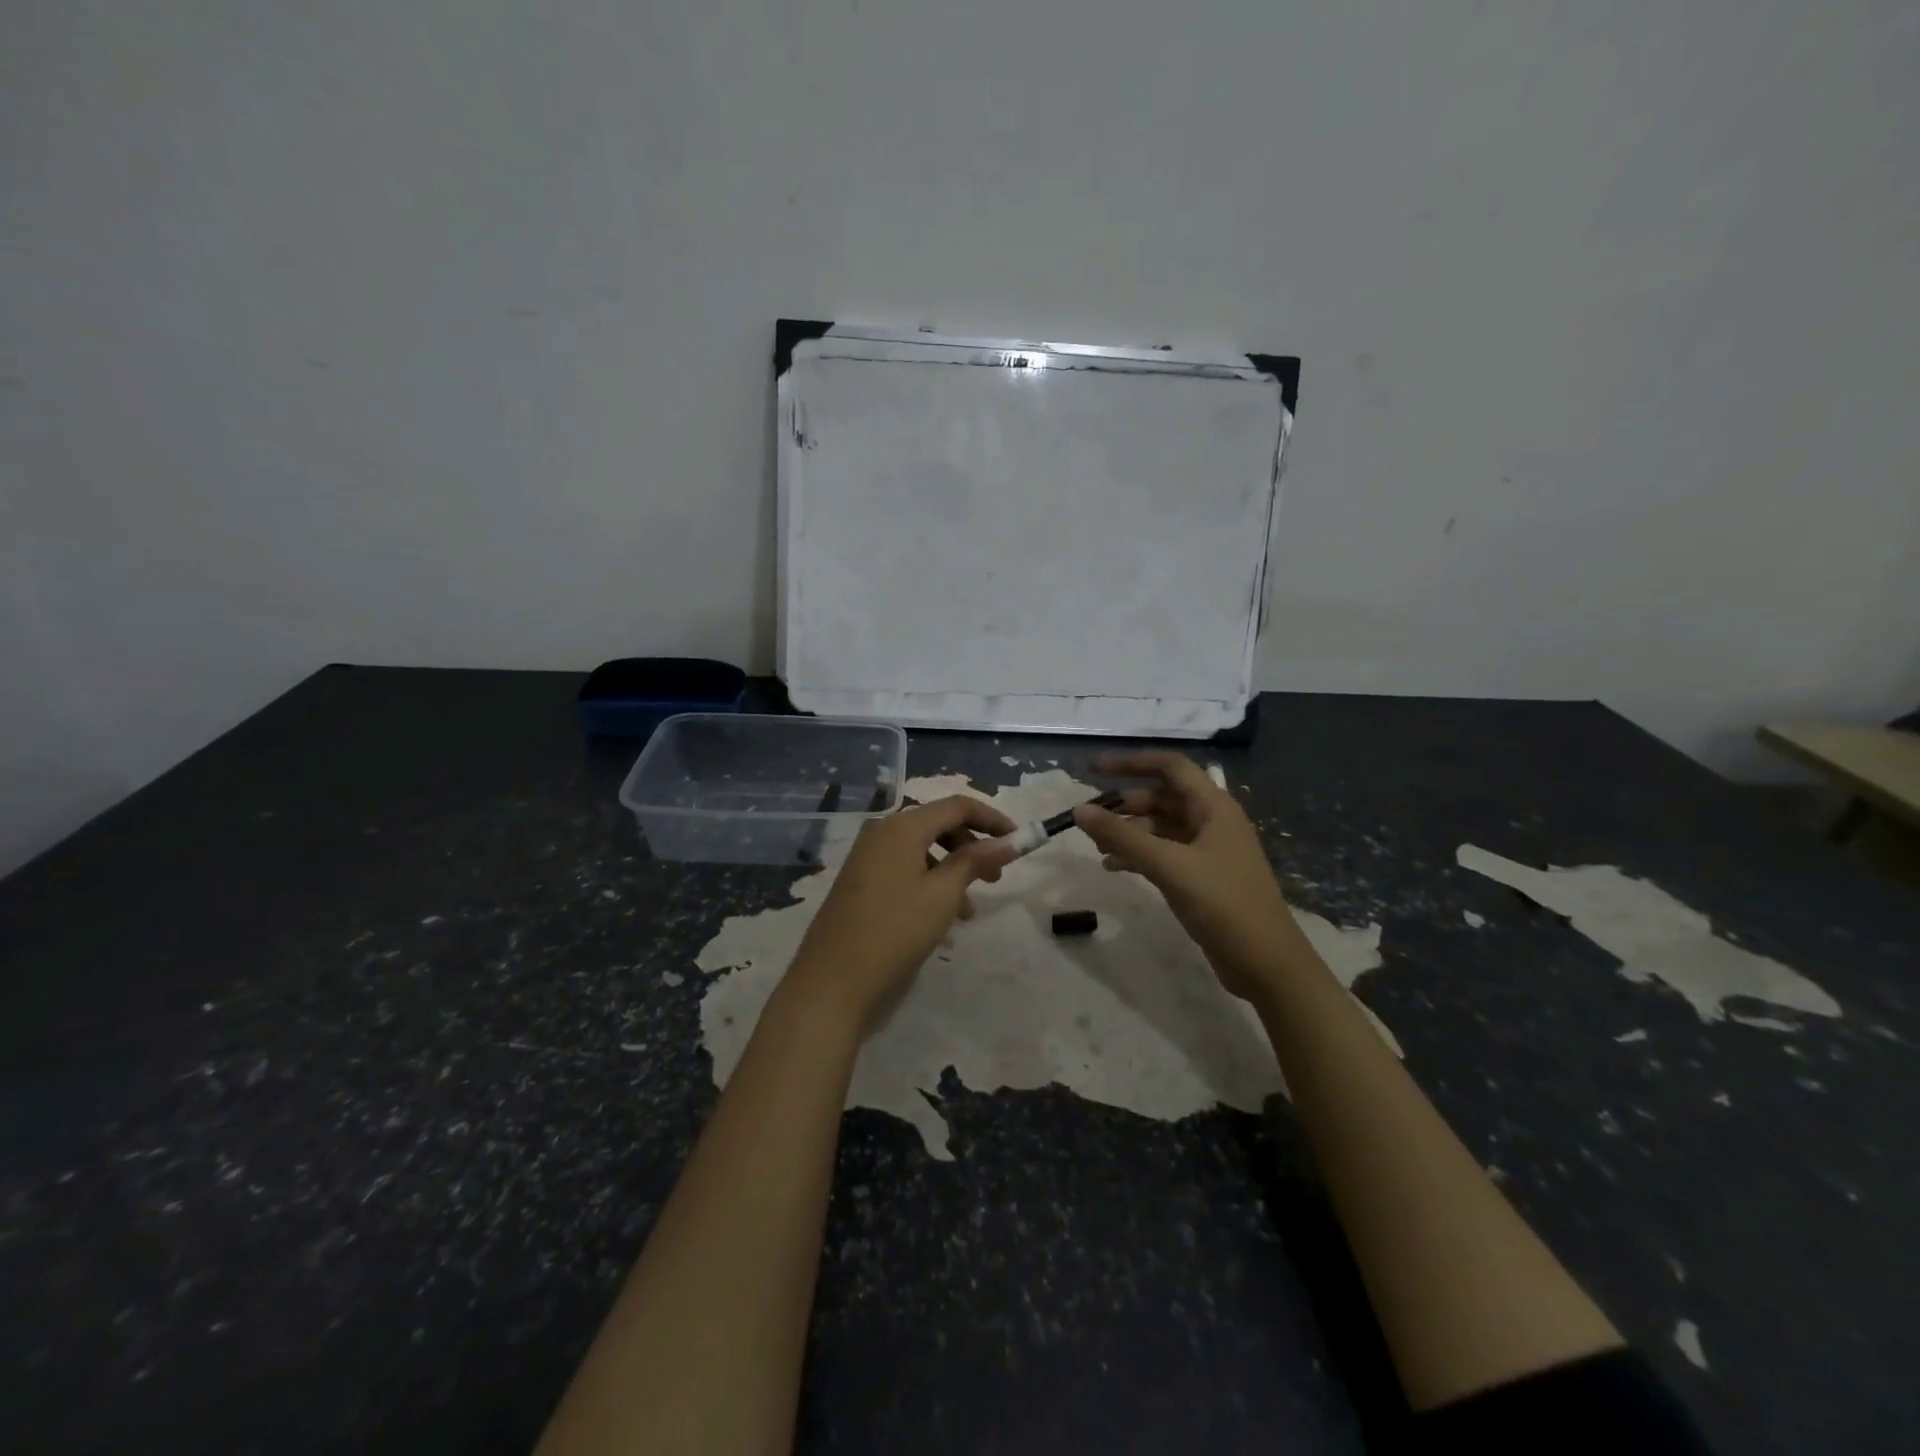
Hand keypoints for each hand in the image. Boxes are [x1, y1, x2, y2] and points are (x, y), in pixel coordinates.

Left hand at [781, 795, 1017, 1034]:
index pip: (957, 806)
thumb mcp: (942, 895)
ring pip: (922, 850)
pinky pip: (904, 868)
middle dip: (972, 847)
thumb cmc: (894, 933)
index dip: (992, 819)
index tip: (1020, 841)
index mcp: (902, 827)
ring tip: (968, 911)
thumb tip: (1011, 840)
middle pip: (938, 825)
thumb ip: (976, 861)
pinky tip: (940, 920)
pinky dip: (929, 883)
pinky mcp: (860, 881)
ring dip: (952, 870)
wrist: (831, 982)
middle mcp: (882, 832)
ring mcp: (867, 856)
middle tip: (996, 878)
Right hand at [1074, 752, 1310, 999]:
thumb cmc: (1223, 904)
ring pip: (1161, 827)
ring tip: (1096, 846)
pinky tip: (1114, 867)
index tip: (1094, 768)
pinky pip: (1165, 853)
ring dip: (1129, 831)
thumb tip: (1080, 810)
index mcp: (1213, 807)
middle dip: (1125, 804)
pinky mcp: (1203, 876)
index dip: (1132, 762)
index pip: (1170, 767)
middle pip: (1162, 797)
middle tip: (1089, 818)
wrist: (1266, 963)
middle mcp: (1212, 821)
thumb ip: (1122, 837)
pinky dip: (1139, 854)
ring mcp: (1209, 850)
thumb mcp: (1169, 866)